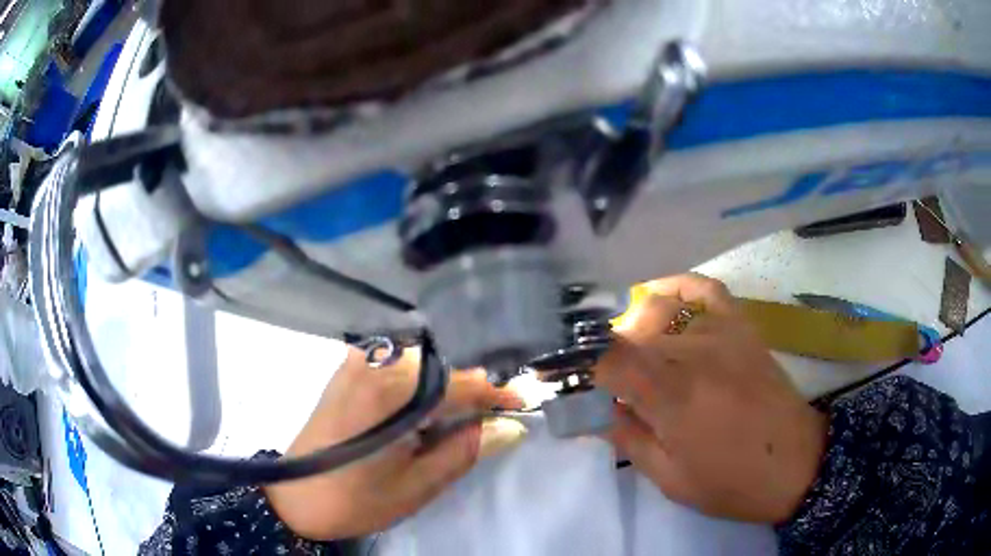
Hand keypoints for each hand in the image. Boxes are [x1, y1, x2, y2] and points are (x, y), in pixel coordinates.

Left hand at [264, 346, 524, 539]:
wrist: (294, 497)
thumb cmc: (356, 499)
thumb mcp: (418, 485)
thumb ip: (466, 450)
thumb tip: (510, 427)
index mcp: (391, 393)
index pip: (461, 384)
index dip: (497, 396)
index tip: (523, 407)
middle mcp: (374, 365)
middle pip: (441, 370)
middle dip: (470, 394)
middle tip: (489, 423)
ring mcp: (357, 364)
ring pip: (421, 367)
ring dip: (444, 391)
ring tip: (456, 423)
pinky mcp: (347, 371)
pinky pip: (396, 369)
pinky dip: (418, 388)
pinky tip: (422, 413)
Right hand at [595, 273, 827, 522]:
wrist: (796, 464)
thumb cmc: (732, 481)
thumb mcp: (670, 479)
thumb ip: (629, 439)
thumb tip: (598, 412)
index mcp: (673, 396)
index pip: (608, 359)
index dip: (578, 365)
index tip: (564, 377)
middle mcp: (694, 352)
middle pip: (629, 336)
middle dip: (606, 358)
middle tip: (603, 385)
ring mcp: (721, 332)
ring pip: (658, 312)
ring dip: (633, 332)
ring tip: (633, 356)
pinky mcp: (742, 327)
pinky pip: (704, 290)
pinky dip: (676, 287)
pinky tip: (659, 295)